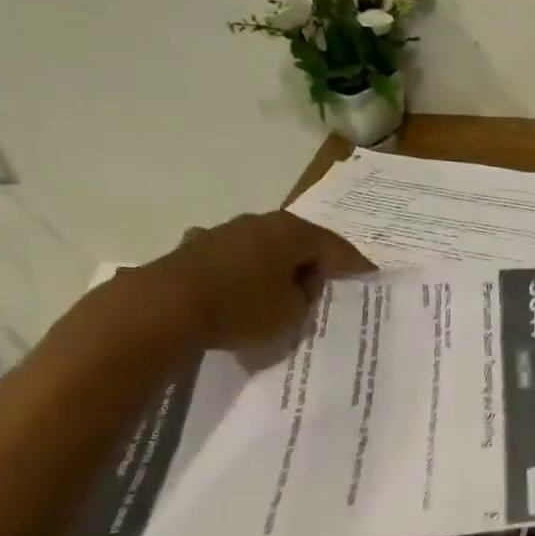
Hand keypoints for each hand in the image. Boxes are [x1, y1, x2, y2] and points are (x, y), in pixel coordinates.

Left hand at [138, 213, 372, 351]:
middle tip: (330, 284)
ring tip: (286, 290)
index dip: (355, 264)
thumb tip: (299, 283)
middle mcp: (259, 223)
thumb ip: (305, 296)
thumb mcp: (292, 313)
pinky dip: (247, 274)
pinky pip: (236, 262)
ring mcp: (224, 232)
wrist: (165, 307)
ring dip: (277, 267)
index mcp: (291, 232)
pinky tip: (245, 289)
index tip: (370, 276)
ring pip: (264, 249)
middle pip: (298, 242)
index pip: (335, 246)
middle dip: (314, 262)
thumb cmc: (242, 308)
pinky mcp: (196, 250)